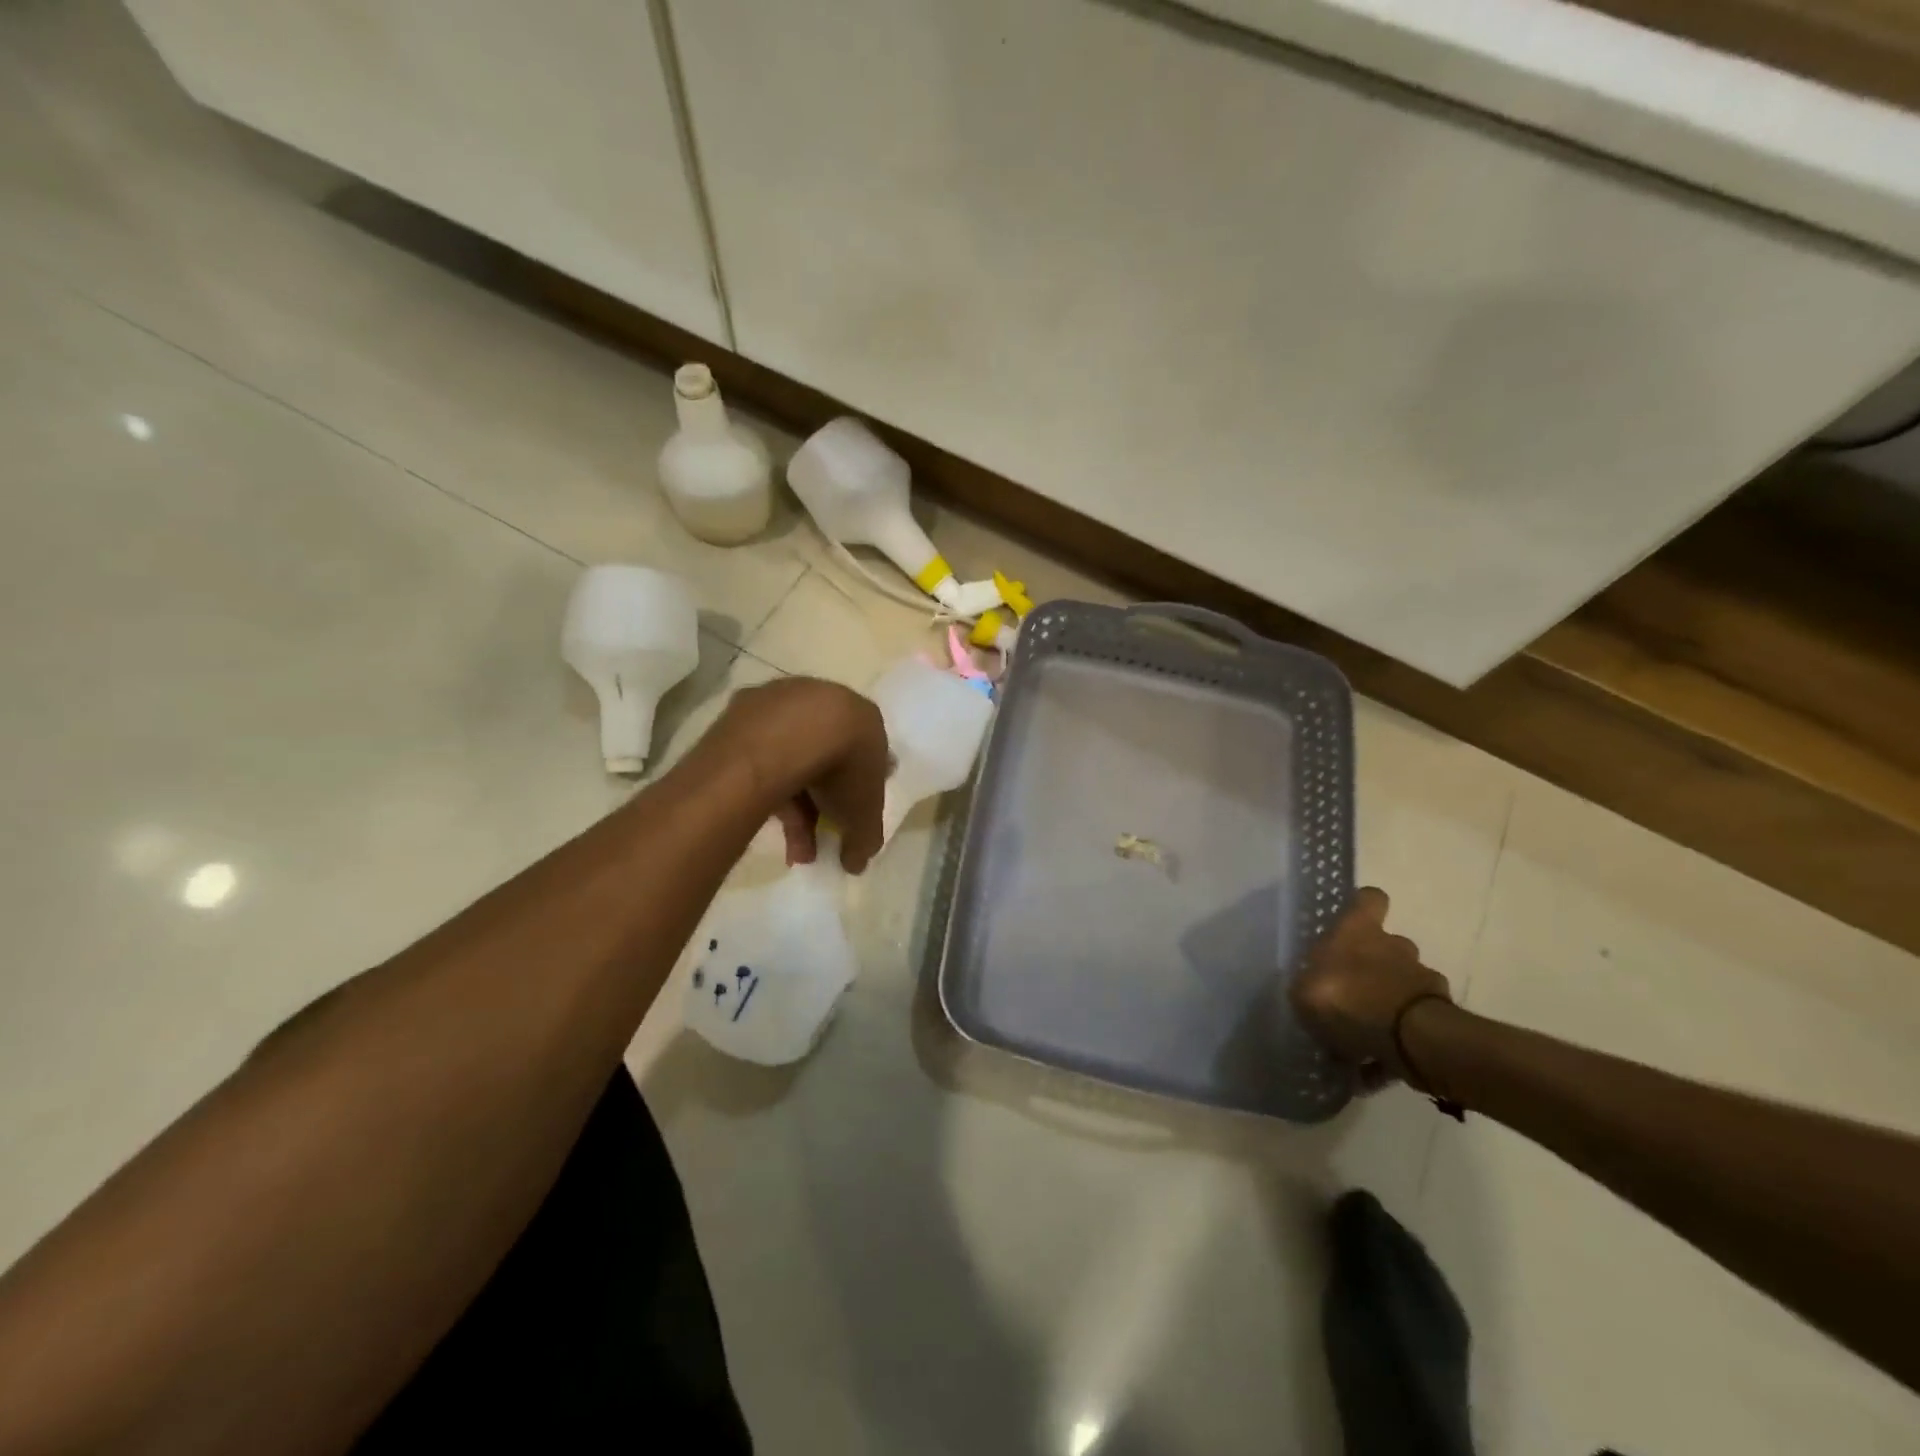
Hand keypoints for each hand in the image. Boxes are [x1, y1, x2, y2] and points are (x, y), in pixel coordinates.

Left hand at [700, 677, 888, 873]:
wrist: (786, 738)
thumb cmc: (841, 767)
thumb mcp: (864, 811)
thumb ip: (865, 837)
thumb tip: (856, 863)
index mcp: (862, 716)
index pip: (868, 754)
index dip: (861, 788)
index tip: (851, 816)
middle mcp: (823, 699)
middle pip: (825, 758)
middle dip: (822, 807)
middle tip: (815, 843)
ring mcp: (780, 702)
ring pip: (790, 759)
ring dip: (794, 808)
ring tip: (791, 850)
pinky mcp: (743, 709)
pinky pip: (760, 756)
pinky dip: (765, 788)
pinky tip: (764, 820)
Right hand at [1291, 888, 1451, 1084]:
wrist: (1412, 1041)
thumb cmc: (1348, 999)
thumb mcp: (1304, 990)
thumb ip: (1306, 984)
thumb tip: (1310, 986)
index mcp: (1360, 931)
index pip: (1370, 899)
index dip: (1362, 906)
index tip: (1351, 919)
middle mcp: (1395, 946)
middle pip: (1387, 946)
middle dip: (1373, 966)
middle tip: (1349, 993)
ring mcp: (1422, 981)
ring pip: (1400, 986)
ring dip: (1384, 1005)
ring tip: (1361, 1038)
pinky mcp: (1440, 1018)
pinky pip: (1410, 1027)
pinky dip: (1395, 1043)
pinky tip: (1374, 1066)